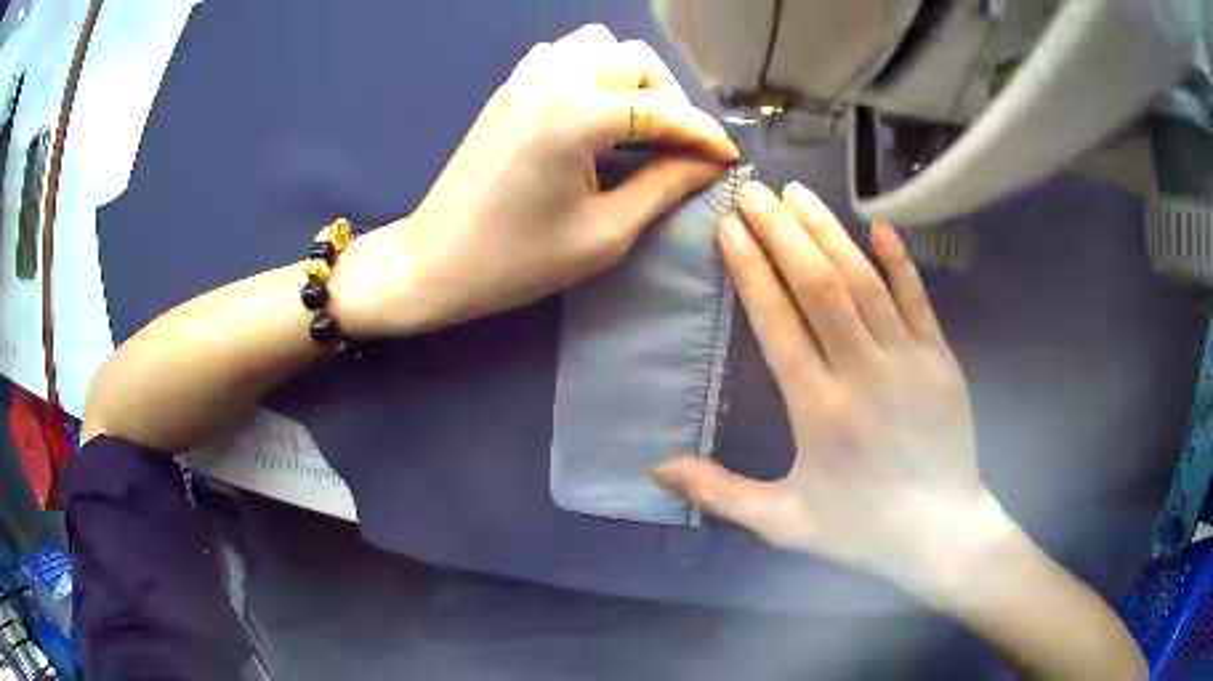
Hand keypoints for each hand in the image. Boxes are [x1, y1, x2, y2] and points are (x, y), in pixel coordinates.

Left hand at [330, 24, 737, 336]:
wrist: (436, 261)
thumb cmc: (517, 261)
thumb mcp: (604, 233)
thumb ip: (664, 186)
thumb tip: (709, 162)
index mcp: (576, 114)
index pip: (663, 108)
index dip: (704, 134)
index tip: (728, 158)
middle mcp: (553, 78)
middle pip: (638, 60)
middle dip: (671, 98)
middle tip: (679, 145)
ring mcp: (526, 75)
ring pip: (602, 46)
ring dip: (632, 77)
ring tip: (640, 122)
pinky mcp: (510, 85)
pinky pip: (566, 54)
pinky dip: (595, 71)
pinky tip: (596, 111)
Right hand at [655, 181, 993, 596]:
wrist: (940, 533)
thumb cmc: (860, 528)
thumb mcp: (784, 523)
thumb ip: (720, 494)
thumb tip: (657, 471)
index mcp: (818, 411)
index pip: (779, 324)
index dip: (752, 270)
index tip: (729, 228)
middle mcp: (862, 372)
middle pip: (819, 287)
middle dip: (782, 232)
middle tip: (752, 190)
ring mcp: (908, 359)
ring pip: (864, 281)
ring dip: (828, 232)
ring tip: (797, 193)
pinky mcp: (941, 358)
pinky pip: (918, 298)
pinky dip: (898, 260)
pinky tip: (877, 225)